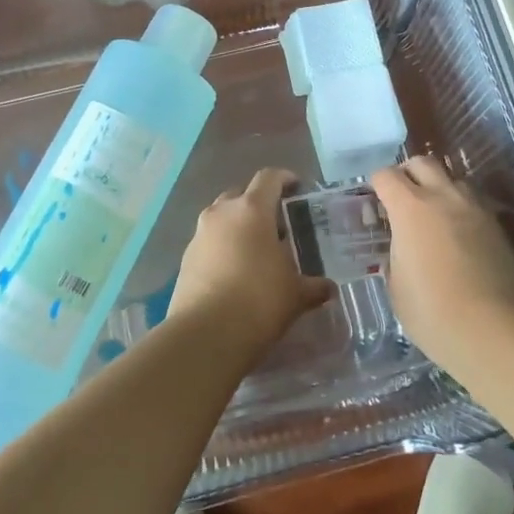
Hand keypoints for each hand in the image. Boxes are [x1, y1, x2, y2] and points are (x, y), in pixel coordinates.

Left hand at [169, 168, 333, 349]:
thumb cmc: (259, 302)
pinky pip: (209, 242)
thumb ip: (313, 286)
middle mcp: (221, 213)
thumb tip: (328, 288)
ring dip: (238, 226)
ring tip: (256, 250)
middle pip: (241, 195)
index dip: (284, 178)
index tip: (296, 187)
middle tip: (277, 225)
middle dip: (258, 204)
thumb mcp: (296, 295)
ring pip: (221, 218)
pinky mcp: (185, 259)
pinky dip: (223, 248)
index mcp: (251, 210)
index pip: (269, 178)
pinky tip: (235, 272)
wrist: (206, 334)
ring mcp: (199, 235)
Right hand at [371, 157, 513, 364]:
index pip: (386, 175)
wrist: (495, 331)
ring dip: (439, 188)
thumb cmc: (433, 312)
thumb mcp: (396, 286)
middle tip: (402, 198)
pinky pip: (474, 203)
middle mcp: (444, 197)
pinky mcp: (498, 226)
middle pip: (423, 163)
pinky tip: (458, 236)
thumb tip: (402, 250)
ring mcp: (476, 209)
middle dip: (408, 174)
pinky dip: (461, 210)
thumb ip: (395, 256)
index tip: (375, 203)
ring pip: (453, 179)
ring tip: (433, 216)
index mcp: (410, 208)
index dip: (377, 185)